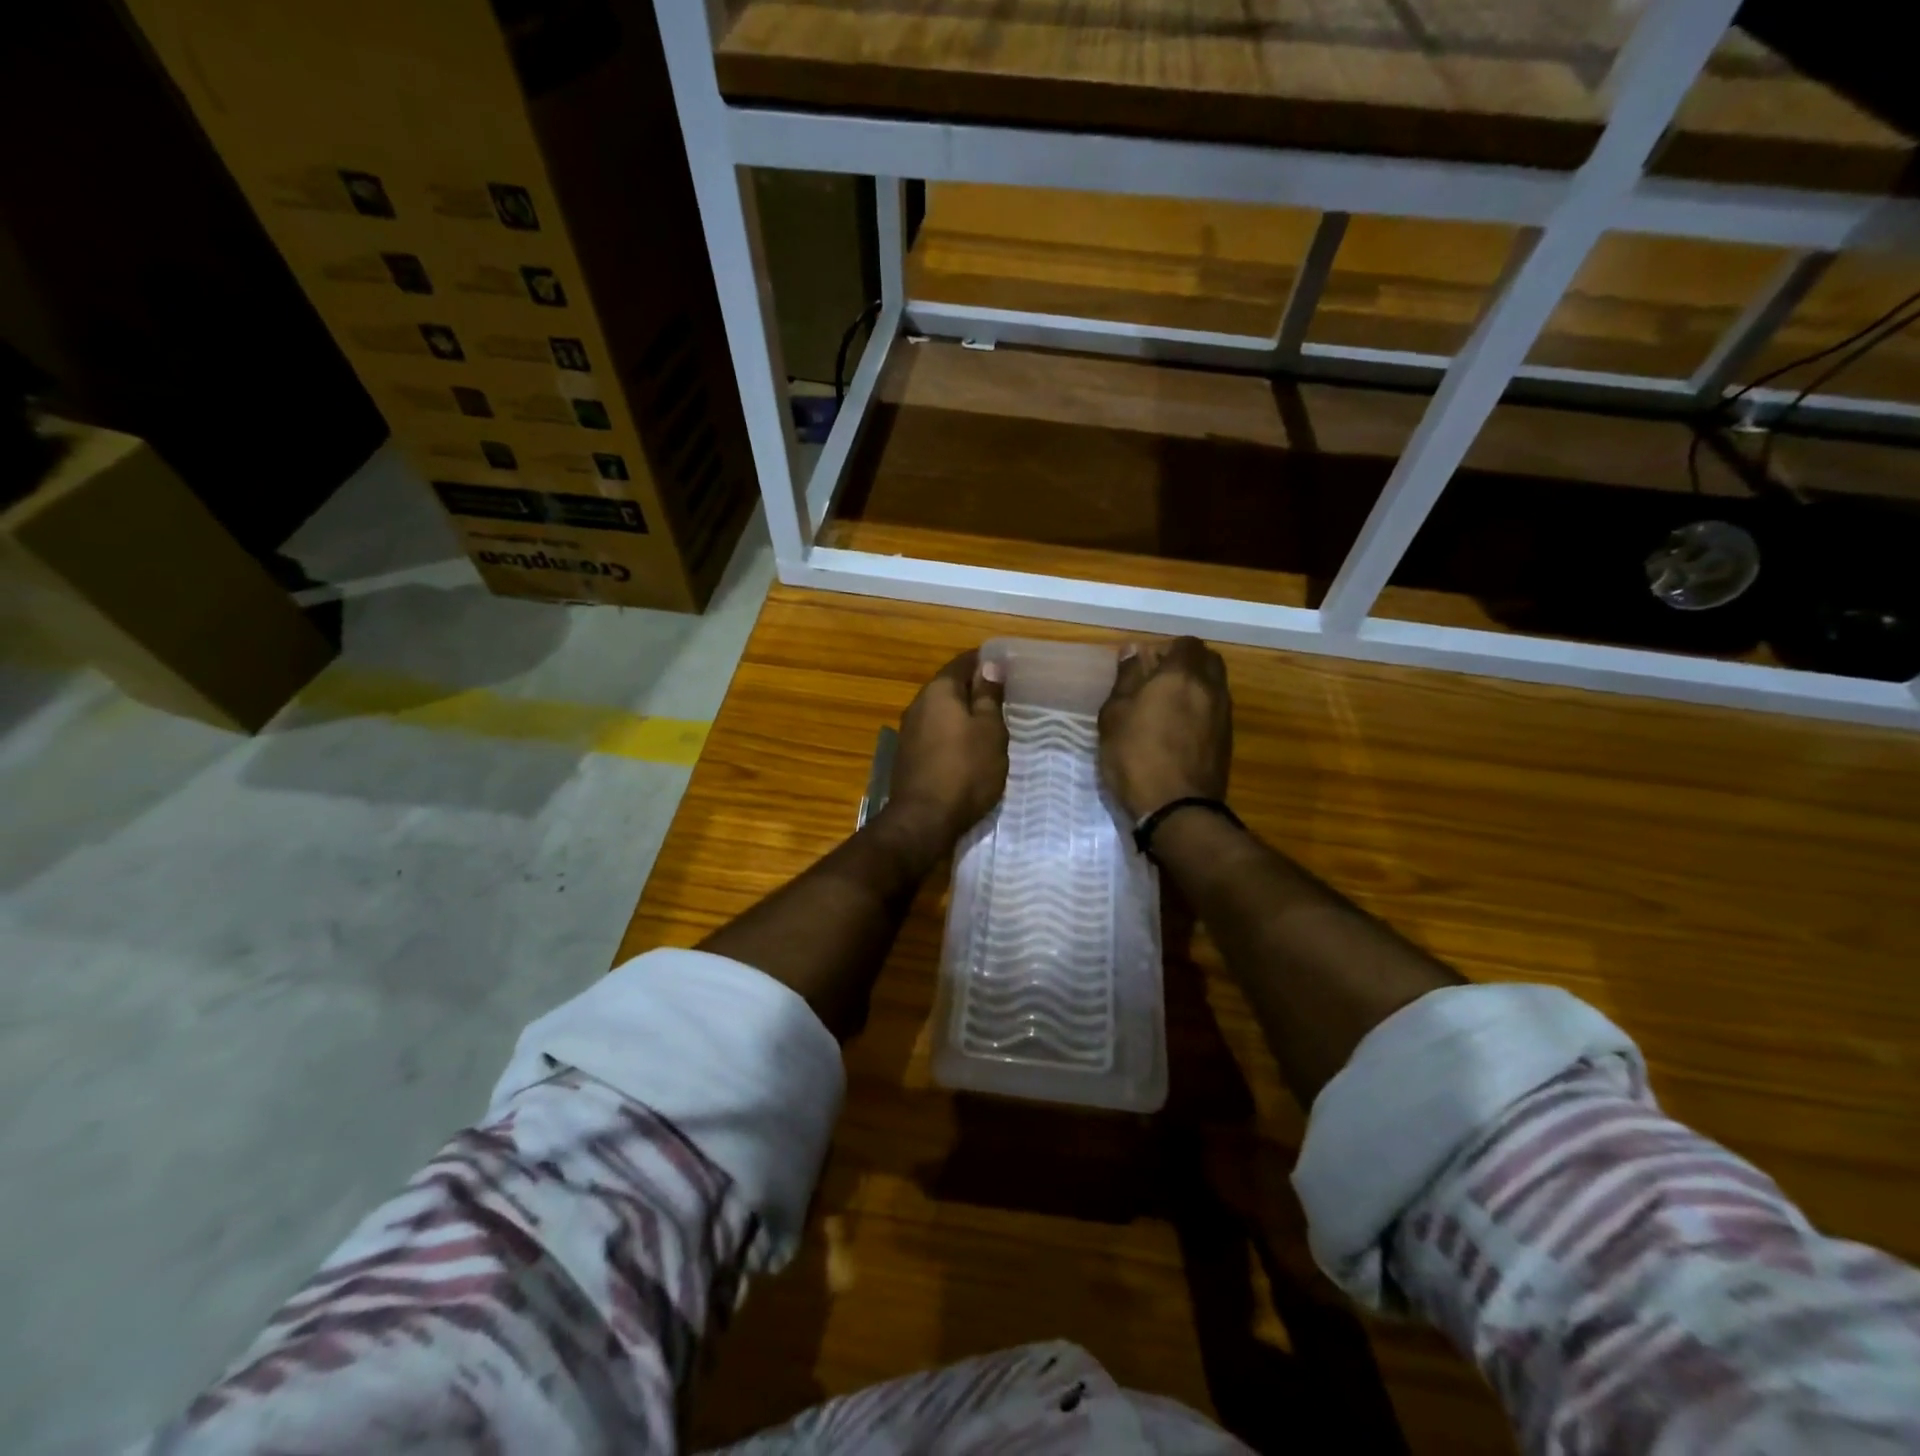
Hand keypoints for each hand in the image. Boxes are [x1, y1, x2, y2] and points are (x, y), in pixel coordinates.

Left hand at [883, 649, 1008, 851]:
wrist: (924, 820)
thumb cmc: (966, 770)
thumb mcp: (989, 730)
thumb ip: (988, 696)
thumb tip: (989, 664)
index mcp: (938, 691)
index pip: (963, 662)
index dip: (985, 661)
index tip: (1007, 666)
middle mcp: (918, 704)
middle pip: (949, 686)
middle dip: (974, 688)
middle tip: (1003, 696)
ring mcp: (909, 732)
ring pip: (941, 712)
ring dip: (962, 714)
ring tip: (990, 723)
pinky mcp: (908, 756)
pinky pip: (935, 733)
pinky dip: (952, 734)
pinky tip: (968, 748)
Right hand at [1098, 636, 1232, 819]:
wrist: (1177, 808)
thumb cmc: (1135, 756)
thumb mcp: (1115, 715)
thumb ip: (1126, 679)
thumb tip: (1133, 651)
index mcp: (1181, 675)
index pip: (1185, 644)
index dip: (1167, 650)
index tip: (1146, 666)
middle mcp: (1210, 688)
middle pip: (1208, 661)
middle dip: (1187, 665)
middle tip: (1159, 683)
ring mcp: (1223, 716)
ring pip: (1215, 686)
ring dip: (1196, 689)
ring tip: (1167, 710)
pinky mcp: (1227, 741)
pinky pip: (1216, 711)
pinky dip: (1202, 712)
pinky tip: (1179, 732)